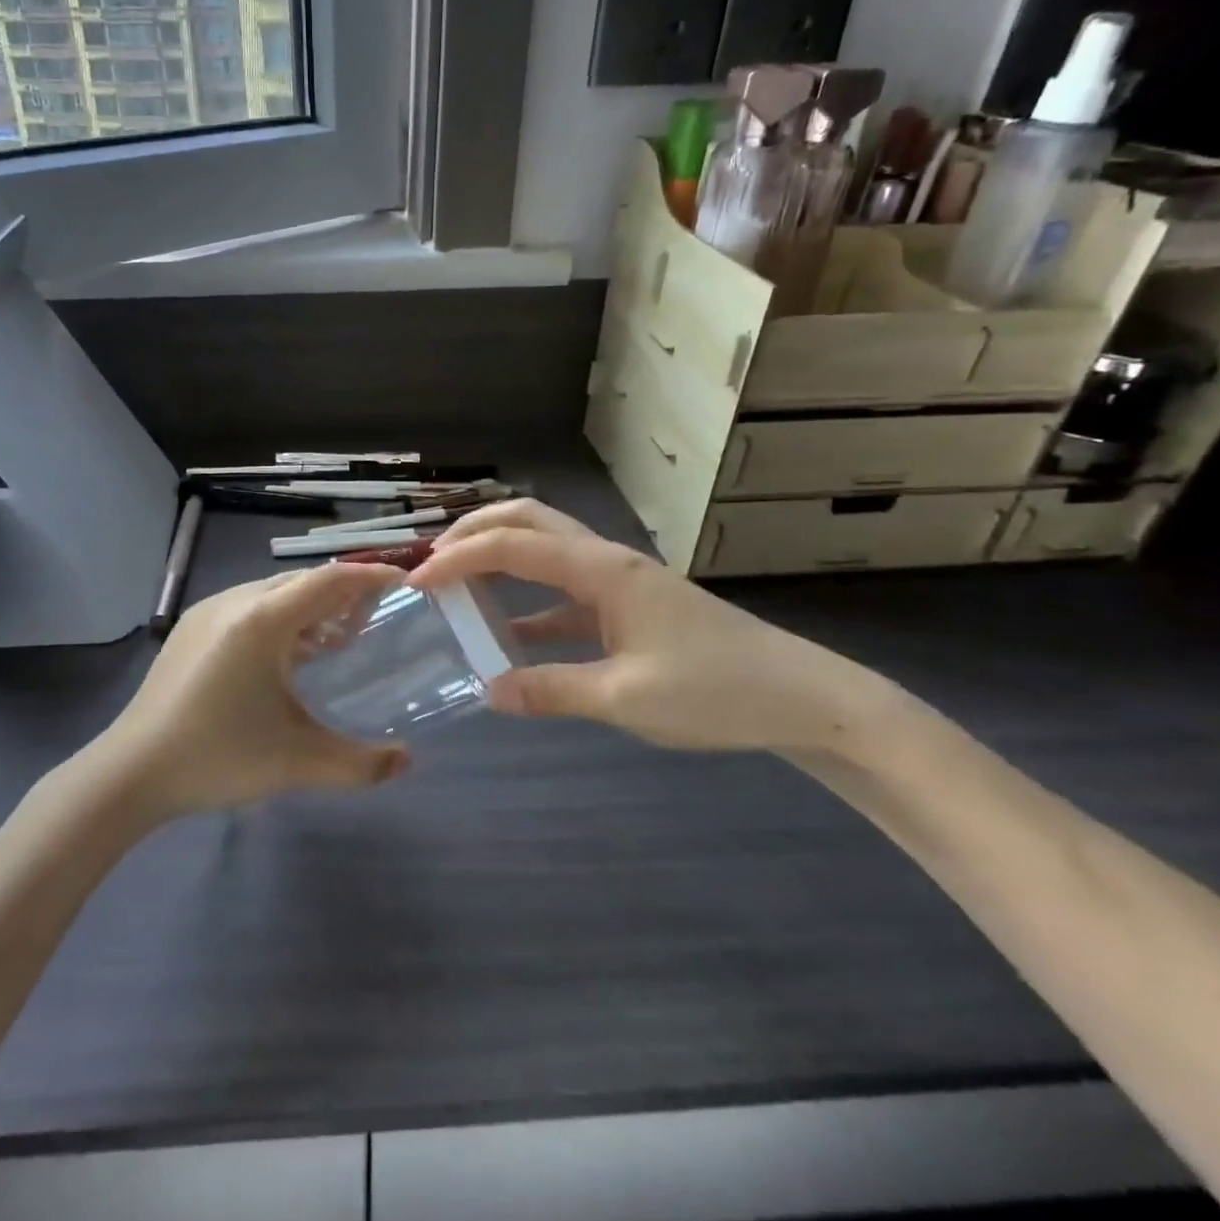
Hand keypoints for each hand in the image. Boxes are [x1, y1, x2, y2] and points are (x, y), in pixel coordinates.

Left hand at [88, 564, 412, 818]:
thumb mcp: (297, 763)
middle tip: (375, 619)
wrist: (130, 771)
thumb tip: (407, 761)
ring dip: (309, 607)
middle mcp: (235, 601)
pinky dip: (280, 619)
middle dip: (342, 594)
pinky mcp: (190, 629)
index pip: (329, 580)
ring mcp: (207, 612)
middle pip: (302, 582)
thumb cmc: (218, 757)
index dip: (370, 578)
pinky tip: (287, 657)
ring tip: (336, 641)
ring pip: (272, 593)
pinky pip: (248, 607)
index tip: (403, 586)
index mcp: (263, 619)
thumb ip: (361, 764)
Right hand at [411, 500, 897, 756]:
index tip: (416, 582)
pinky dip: (528, 603)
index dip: (459, 559)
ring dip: (499, 557)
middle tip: (433, 560)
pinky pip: (564, 593)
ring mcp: (619, 582)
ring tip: (457, 584)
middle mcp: (606, 562)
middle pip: (529, 521)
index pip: (512, 546)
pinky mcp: (629, 607)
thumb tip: (487, 691)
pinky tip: (506, 635)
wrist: (803, 698)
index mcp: (601, 570)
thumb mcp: (625, 699)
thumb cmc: (716, 690)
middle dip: (475, 530)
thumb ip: (551, 691)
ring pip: (546, 550)